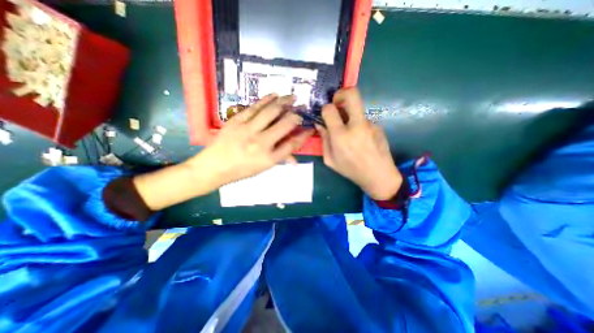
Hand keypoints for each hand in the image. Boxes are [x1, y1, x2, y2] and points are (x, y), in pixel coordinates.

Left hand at [189, 93, 315, 188]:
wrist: (213, 167)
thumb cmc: (240, 170)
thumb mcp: (263, 168)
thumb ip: (280, 159)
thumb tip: (295, 160)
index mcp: (269, 158)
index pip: (292, 144)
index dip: (303, 135)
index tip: (309, 128)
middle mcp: (261, 143)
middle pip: (285, 124)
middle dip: (296, 115)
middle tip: (302, 108)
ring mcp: (248, 130)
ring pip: (271, 112)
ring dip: (284, 102)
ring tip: (292, 96)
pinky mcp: (237, 121)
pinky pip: (254, 107)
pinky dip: (266, 100)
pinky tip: (274, 95)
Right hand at [315, 87, 403, 199]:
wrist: (379, 176)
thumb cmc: (351, 170)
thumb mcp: (330, 160)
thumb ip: (324, 140)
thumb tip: (320, 124)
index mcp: (341, 136)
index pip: (329, 109)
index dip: (325, 108)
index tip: (325, 114)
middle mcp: (357, 125)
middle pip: (352, 94)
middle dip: (341, 93)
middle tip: (336, 102)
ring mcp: (370, 124)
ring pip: (357, 109)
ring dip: (349, 114)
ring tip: (349, 132)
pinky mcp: (378, 125)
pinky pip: (363, 120)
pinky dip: (357, 124)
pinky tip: (360, 139)